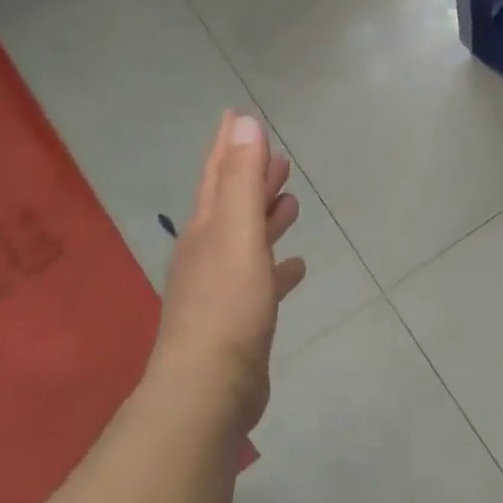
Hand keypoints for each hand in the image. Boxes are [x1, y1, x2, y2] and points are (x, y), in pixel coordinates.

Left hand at [150, 111, 306, 436]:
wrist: (209, 388)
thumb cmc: (227, 306)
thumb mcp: (236, 234)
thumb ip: (240, 179)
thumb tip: (243, 122)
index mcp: (205, 229)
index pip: (216, 173)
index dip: (228, 144)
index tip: (237, 115)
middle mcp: (208, 253)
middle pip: (231, 205)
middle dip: (252, 178)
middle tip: (278, 159)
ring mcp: (222, 288)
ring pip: (247, 240)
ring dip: (265, 218)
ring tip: (290, 202)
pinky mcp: (239, 319)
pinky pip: (261, 279)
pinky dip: (277, 266)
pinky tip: (296, 267)